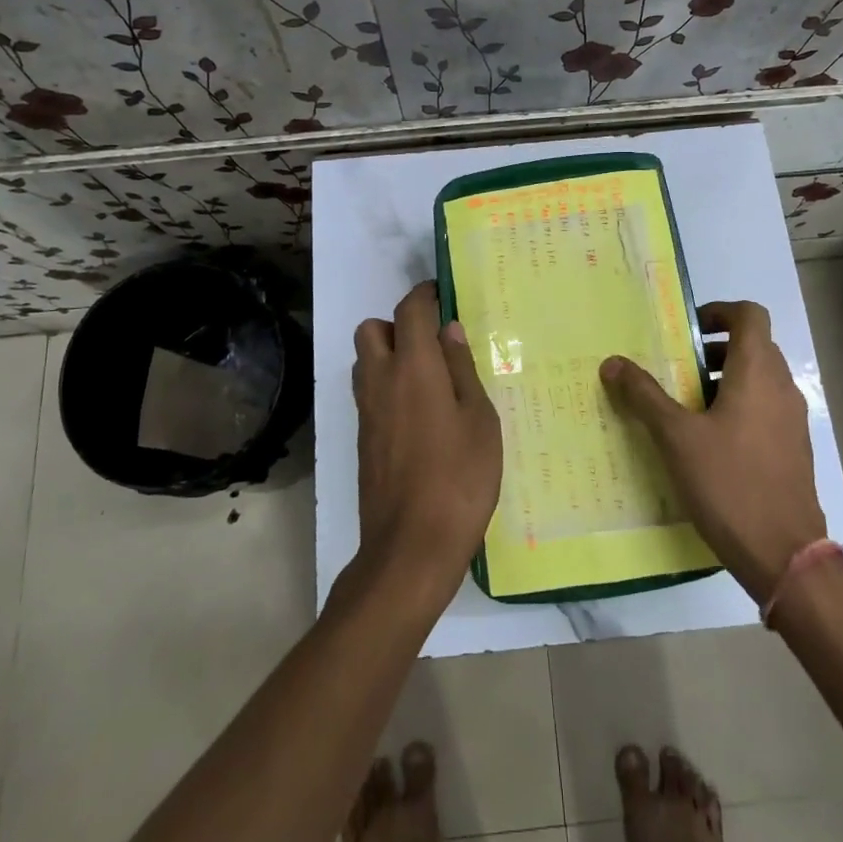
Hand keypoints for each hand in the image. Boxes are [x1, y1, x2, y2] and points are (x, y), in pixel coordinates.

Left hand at [351, 282, 502, 602]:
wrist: (411, 547)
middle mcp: (380, 380)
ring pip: (365, 361)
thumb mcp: (479, 419)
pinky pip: (369, 392)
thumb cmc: (460, 478)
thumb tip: (448, 331)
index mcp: (413, 367)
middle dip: (398, 325)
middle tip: (433, 345)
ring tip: (429, 379)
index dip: (425, 295)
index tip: (443, 294)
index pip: (409, 310)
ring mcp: (366, 411)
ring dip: (389, 355)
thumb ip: (462, 369)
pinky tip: (420, 414)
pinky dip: (387, 386)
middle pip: (372, 330)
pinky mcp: (363, 439)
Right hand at [600, 300, 827, 603]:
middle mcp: (781, 388)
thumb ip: (644, 395)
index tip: (687, 330)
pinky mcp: (792, 449)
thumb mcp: (676, 437)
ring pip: (758, 379)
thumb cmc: (729, 483)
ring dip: (723, 380)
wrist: (785, 554)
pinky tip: (707, 442)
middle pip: (753, 346)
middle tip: (675, 368)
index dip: (720, 312)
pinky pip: (764, 409)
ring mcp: (792, 420)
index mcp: (756, 374)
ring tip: (685, 406)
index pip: (750, 315)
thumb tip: (612, 362)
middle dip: (713, 350)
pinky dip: (738, 407)